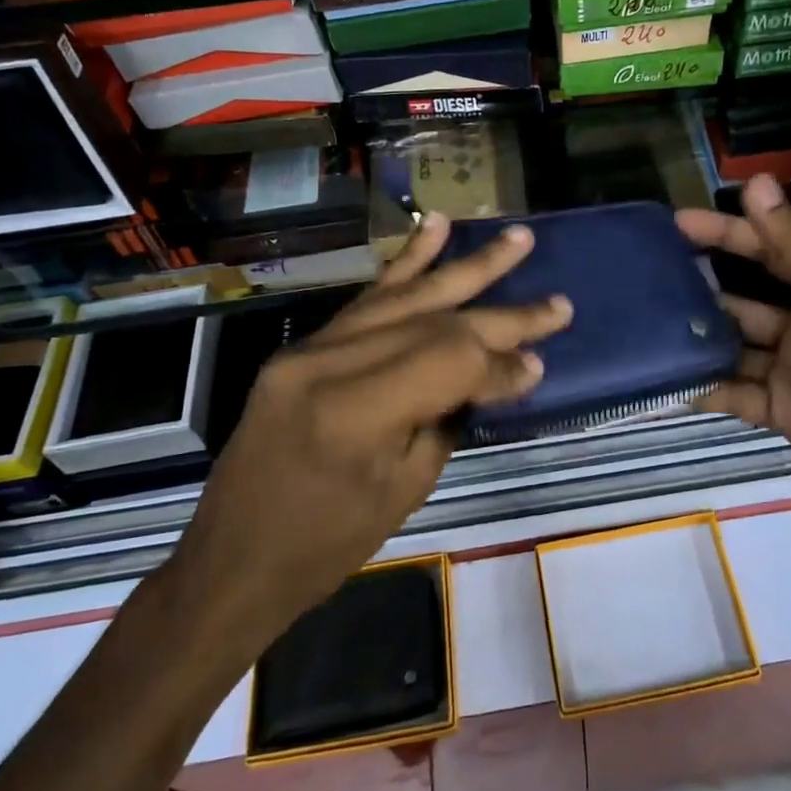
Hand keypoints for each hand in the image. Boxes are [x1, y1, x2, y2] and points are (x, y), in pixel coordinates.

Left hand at [166, 215, 571, 644]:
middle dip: (503, 313)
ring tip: (516, 238)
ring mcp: (310, 347)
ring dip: (465, 266)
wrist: (232, 561)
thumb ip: (449, 416)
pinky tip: (435, 229)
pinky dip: (406, 263)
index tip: (542, 366)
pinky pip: (365, 299)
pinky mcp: (303, 346)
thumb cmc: (324, 546)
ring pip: (404, 295)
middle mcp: (330, 362)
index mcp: (355, 411)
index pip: (450, 359)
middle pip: (435, 320)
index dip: (503, 361)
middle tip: (558, 303)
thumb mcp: (403, 490)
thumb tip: (502, 371)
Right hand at [676, 175, 790, 538]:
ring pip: (733, 347)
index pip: (769, 248)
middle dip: (700, 288)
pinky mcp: (784, 414)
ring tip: (645, 332)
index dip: (726, 232)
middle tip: (645, 281)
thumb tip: (756, 183)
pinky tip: (666, 386)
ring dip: (697, 340)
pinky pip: (735, 395)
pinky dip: (705, 390)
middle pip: (742, 298)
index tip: (677, 222)